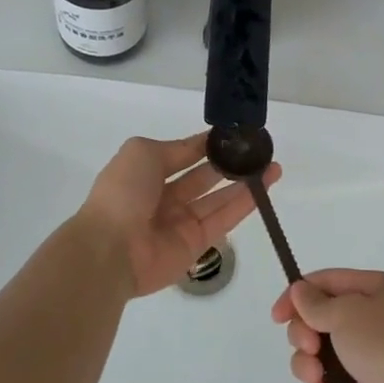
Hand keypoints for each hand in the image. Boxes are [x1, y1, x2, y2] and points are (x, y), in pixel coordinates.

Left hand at [75, 132, 279, 298]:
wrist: (110, 248)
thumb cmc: (123, 193)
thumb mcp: (143, 152)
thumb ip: (176, 148)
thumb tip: (201, 145)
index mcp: (148, 172)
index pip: (185, 154)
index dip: (209, 145)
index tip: (236, 134)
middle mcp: (166, 197)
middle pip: (205, 177)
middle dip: (231, 164)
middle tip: (259, 151)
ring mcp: (181, 222)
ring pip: (219, 199)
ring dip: (245, 183)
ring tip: (272, 167)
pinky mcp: (196, 244)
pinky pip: (223, 220)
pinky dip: (244, 205)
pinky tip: (264, 189)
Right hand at [269, 269, 383, 382]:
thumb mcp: (348, 313)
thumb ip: (317, 304)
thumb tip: (300, 291)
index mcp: (375, 290)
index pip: (327, 282)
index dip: (297, 295)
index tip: (276, 317)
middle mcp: (374, 318)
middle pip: (321, 319)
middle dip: (304, 334)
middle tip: (309, 348)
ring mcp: (372, 355)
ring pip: (323, 353)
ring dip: (309, 365)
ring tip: (315, 378)